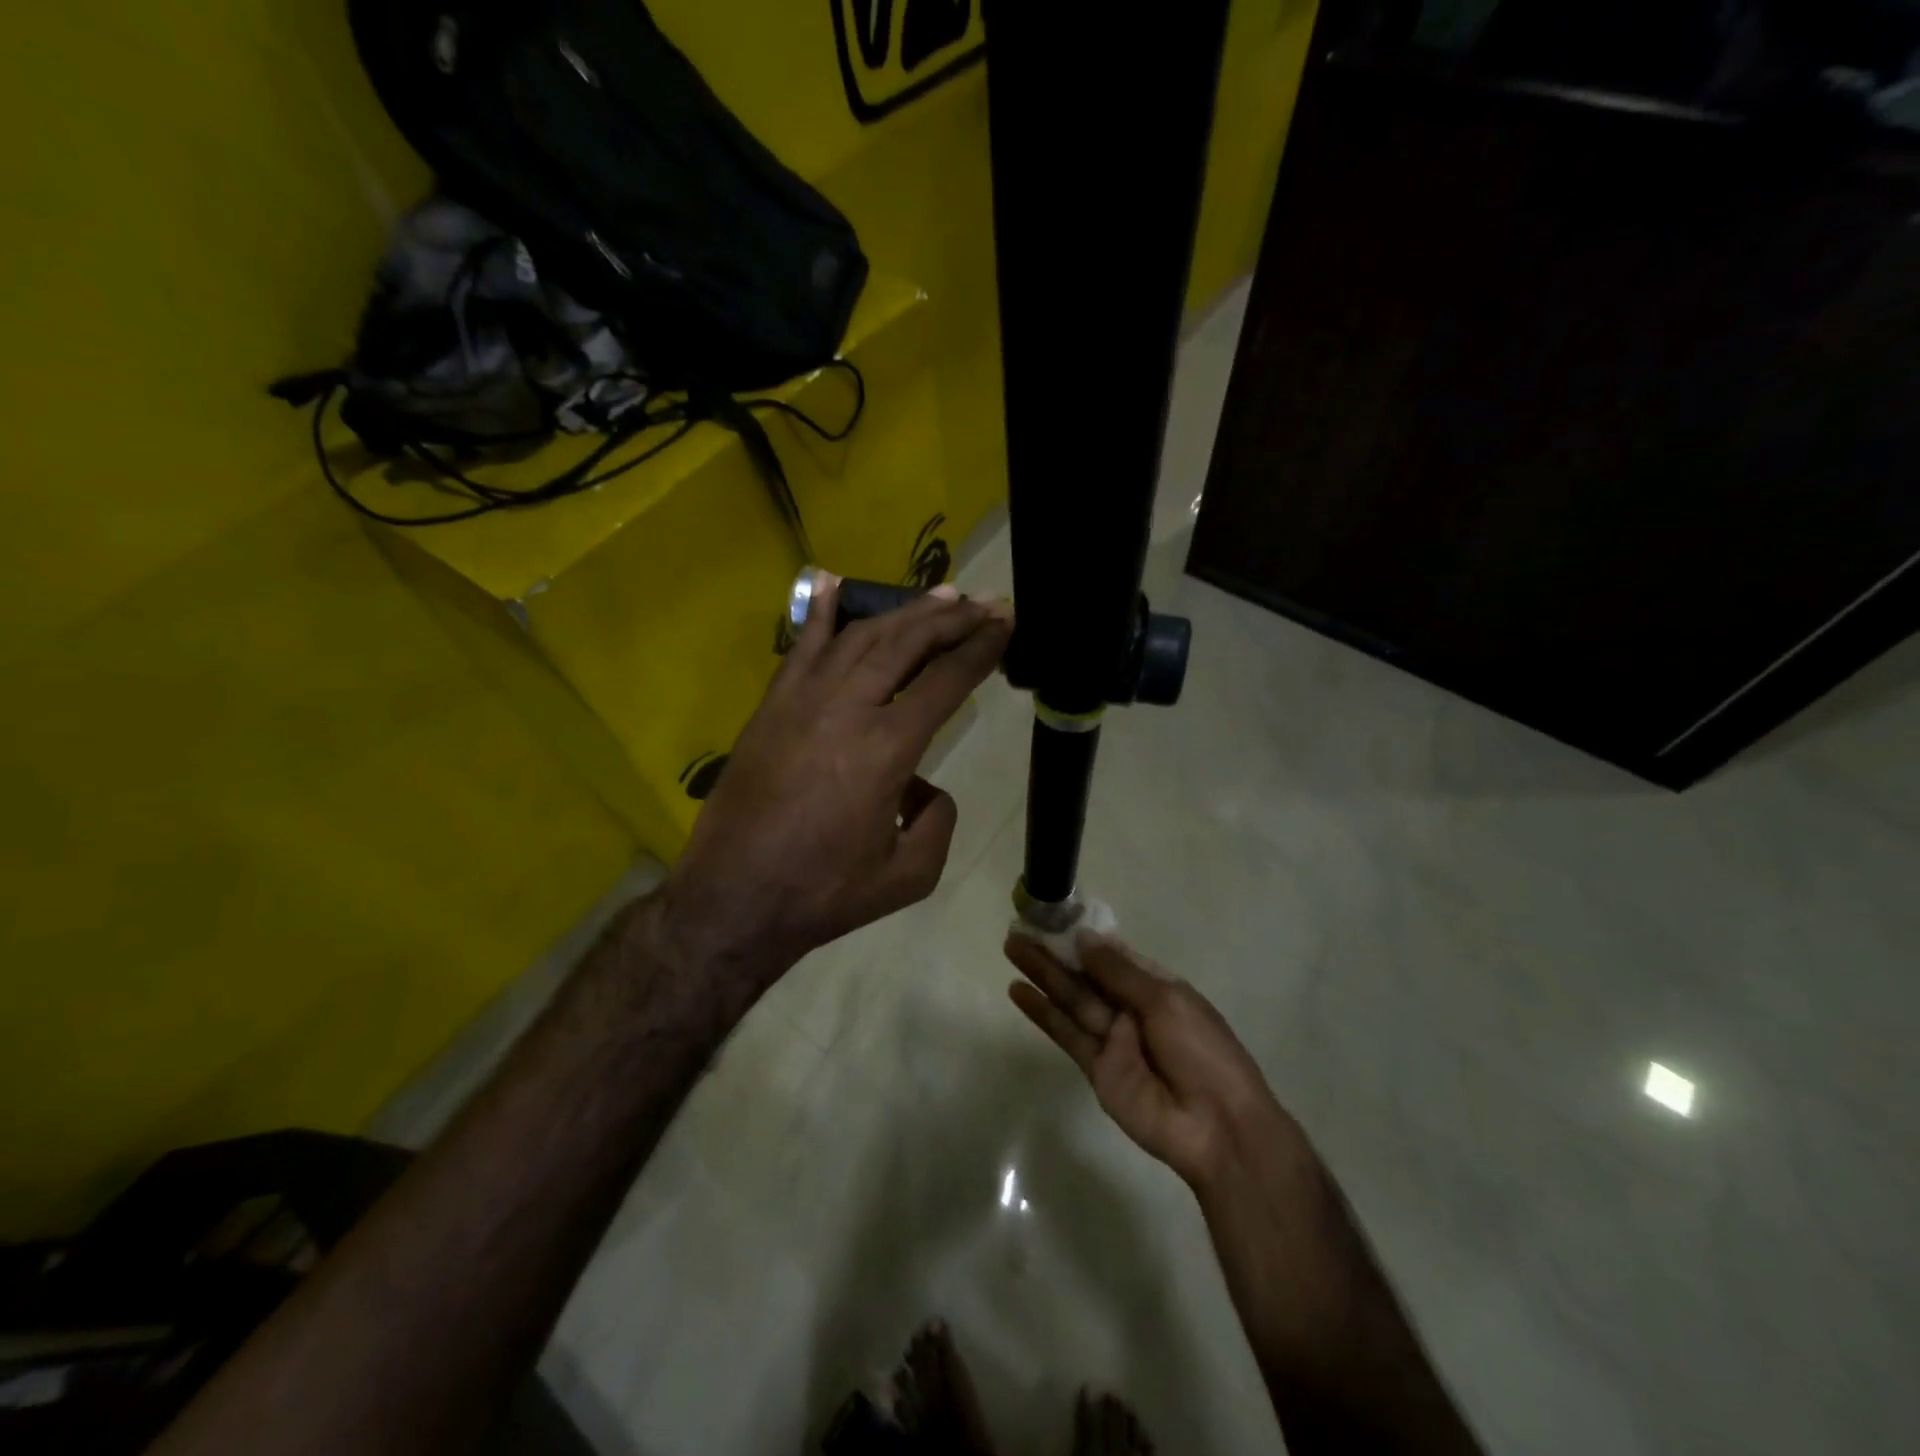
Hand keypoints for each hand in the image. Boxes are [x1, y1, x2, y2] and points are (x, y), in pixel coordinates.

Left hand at [662, 576, 1011, 981]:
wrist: (735, 898)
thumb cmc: (824, 892)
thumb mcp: (909, 875)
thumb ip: (938, 821)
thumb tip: (926, 786)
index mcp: (887, 748)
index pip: (946, 680)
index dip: (981, 647)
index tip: (1005, 621)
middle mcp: (847, 708)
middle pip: (907, 644)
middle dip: (951, 618)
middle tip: (981, 602)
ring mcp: (803, 700)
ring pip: (861, 637)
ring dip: (903, 612)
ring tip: (938, 596)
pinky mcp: (772, 705)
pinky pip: (802, 647)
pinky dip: (822, 612)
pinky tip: (835, 581)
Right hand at [1004, 932, 1295, 1189]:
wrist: (1217, 1127)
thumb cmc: (1203, 1052)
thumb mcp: (1166, 1000)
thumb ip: (1119, 973)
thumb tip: (1083, 938)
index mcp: (1156, 987)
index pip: (1113, 956)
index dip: (1084, 938)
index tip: (1052, 918)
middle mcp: (1130, 1008)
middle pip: (1086, 975)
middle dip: (1054, 952)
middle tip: (1019, 929)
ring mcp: (1111, 1039)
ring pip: (1071, 998)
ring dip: (1041, 974)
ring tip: (1011, 947)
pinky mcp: (1095, 1068)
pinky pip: (1066, 1034)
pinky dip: (1042, 1013)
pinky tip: (1018, 991)